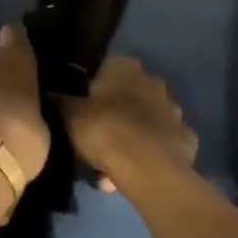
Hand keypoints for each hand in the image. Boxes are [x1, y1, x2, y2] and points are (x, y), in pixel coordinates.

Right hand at [62, 55, 197, 191]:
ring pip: (147, 120)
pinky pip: (163, 143)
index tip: (83, 108)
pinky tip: (137, 170)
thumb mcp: (70, 116)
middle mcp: (153, 81)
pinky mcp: (186, 138)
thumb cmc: (105, 130)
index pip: (106, 68)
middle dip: (116, 113)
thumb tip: (51, 94)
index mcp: (125, 67)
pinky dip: (152, 152)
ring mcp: (174, 110)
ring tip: (113, 164)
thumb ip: (61, 102)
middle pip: (129, 95)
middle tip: (97, 138)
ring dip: (133, 135)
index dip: (93, 88)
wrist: (148, 168)